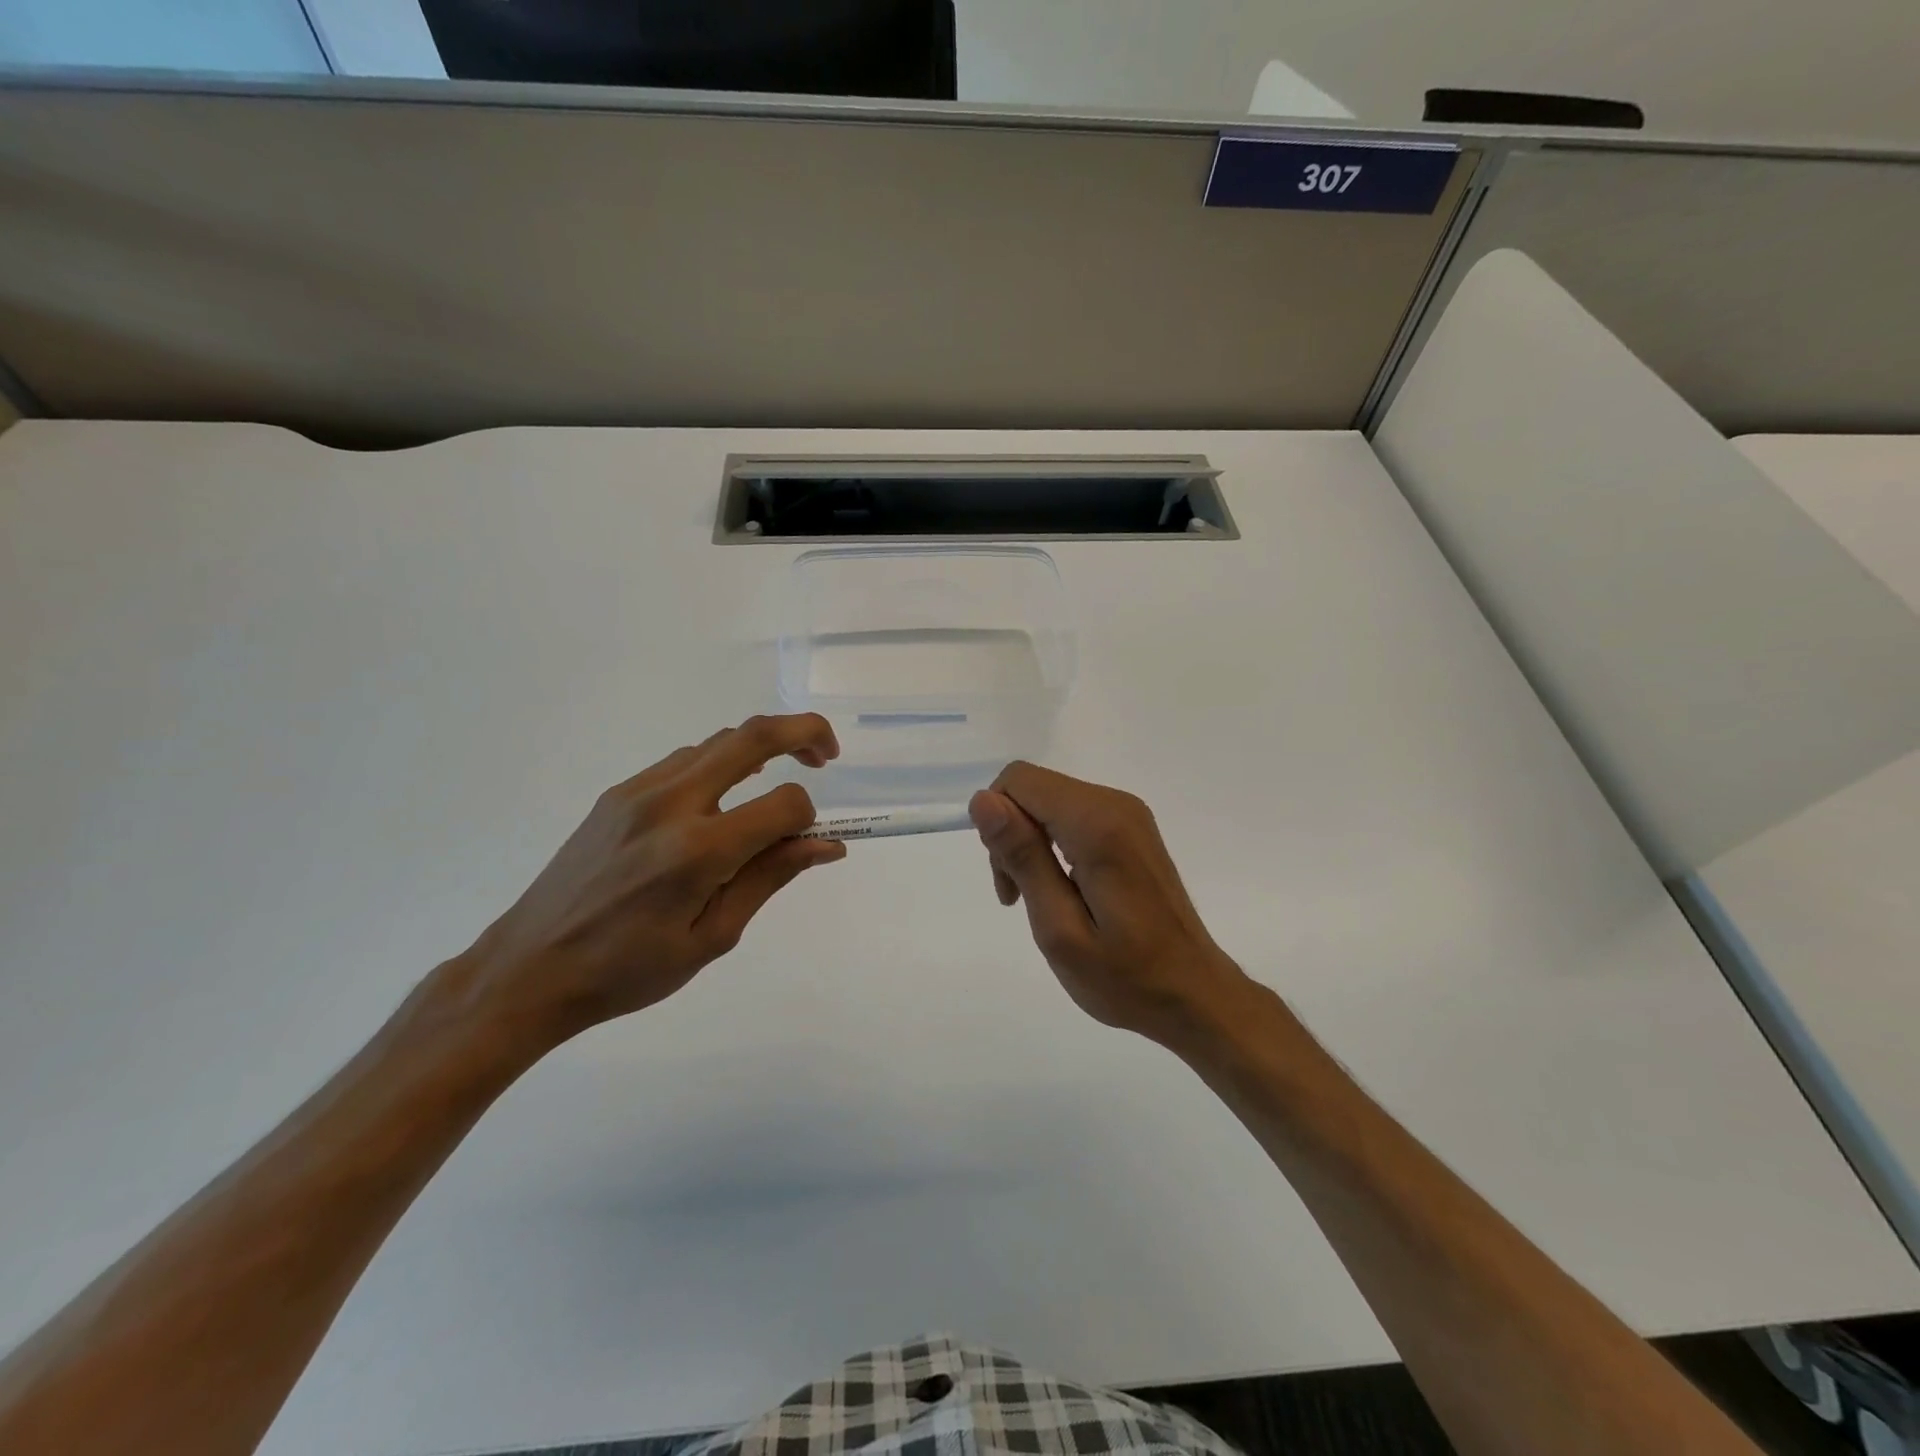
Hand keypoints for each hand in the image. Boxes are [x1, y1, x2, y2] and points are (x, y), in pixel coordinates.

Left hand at [439, 715, 844, 1056]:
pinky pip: (684, 761)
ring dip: (760, 748)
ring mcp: (638, 791)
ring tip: (776, 783)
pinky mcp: (618, 793)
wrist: (529, 969)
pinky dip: (720, 764)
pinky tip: (722, 800)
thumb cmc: (628, 971)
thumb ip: (770, 877)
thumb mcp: (712, 936)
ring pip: (717, 743)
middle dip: (802, 732)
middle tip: (827, 755)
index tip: (808, 841)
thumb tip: (827, 844)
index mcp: (697, 852)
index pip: (783, 804)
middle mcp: (670, 805)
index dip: (808, 818)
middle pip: (752, 737)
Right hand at [969, 763, 1248, 1044]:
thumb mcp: (1059, 927)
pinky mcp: (1132, 828)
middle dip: (1012, 835)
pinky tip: (1063, 890)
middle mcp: (1115, 804)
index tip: (1010, 881)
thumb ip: (1022, 857)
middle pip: (1033, 788)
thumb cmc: (1125, 976)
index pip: (1019, 781)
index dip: (997, 823)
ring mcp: (1128, 814)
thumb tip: (983, 800)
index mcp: (1096, 824)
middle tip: (1020, 897)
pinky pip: (1072, 815)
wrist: (1195, 995)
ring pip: (1049, 801)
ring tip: (1040, 901)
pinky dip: (1054, 845)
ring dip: (1030, 843)